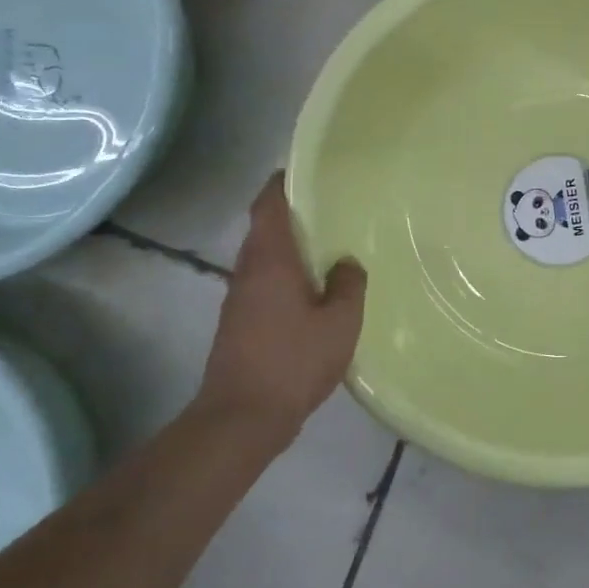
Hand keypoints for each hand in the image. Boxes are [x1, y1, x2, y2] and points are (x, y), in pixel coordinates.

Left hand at [198, 173, 366, 439]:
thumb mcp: (340, 321)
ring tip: (331, 246)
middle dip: (294, 214)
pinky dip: (287, 274)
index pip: (269, 205)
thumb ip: (349, 285)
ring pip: (265, 257)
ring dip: (291, 247)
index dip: (283, 182)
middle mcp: (248, 271)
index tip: (307, 169)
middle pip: (266, 228)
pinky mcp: (240, 323)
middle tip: (333, 207)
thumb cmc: (293, 361)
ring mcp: (239, 298)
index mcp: (270, 260)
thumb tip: (346, 263)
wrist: (241, 418)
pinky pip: (265, 282)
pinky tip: (316, 290)